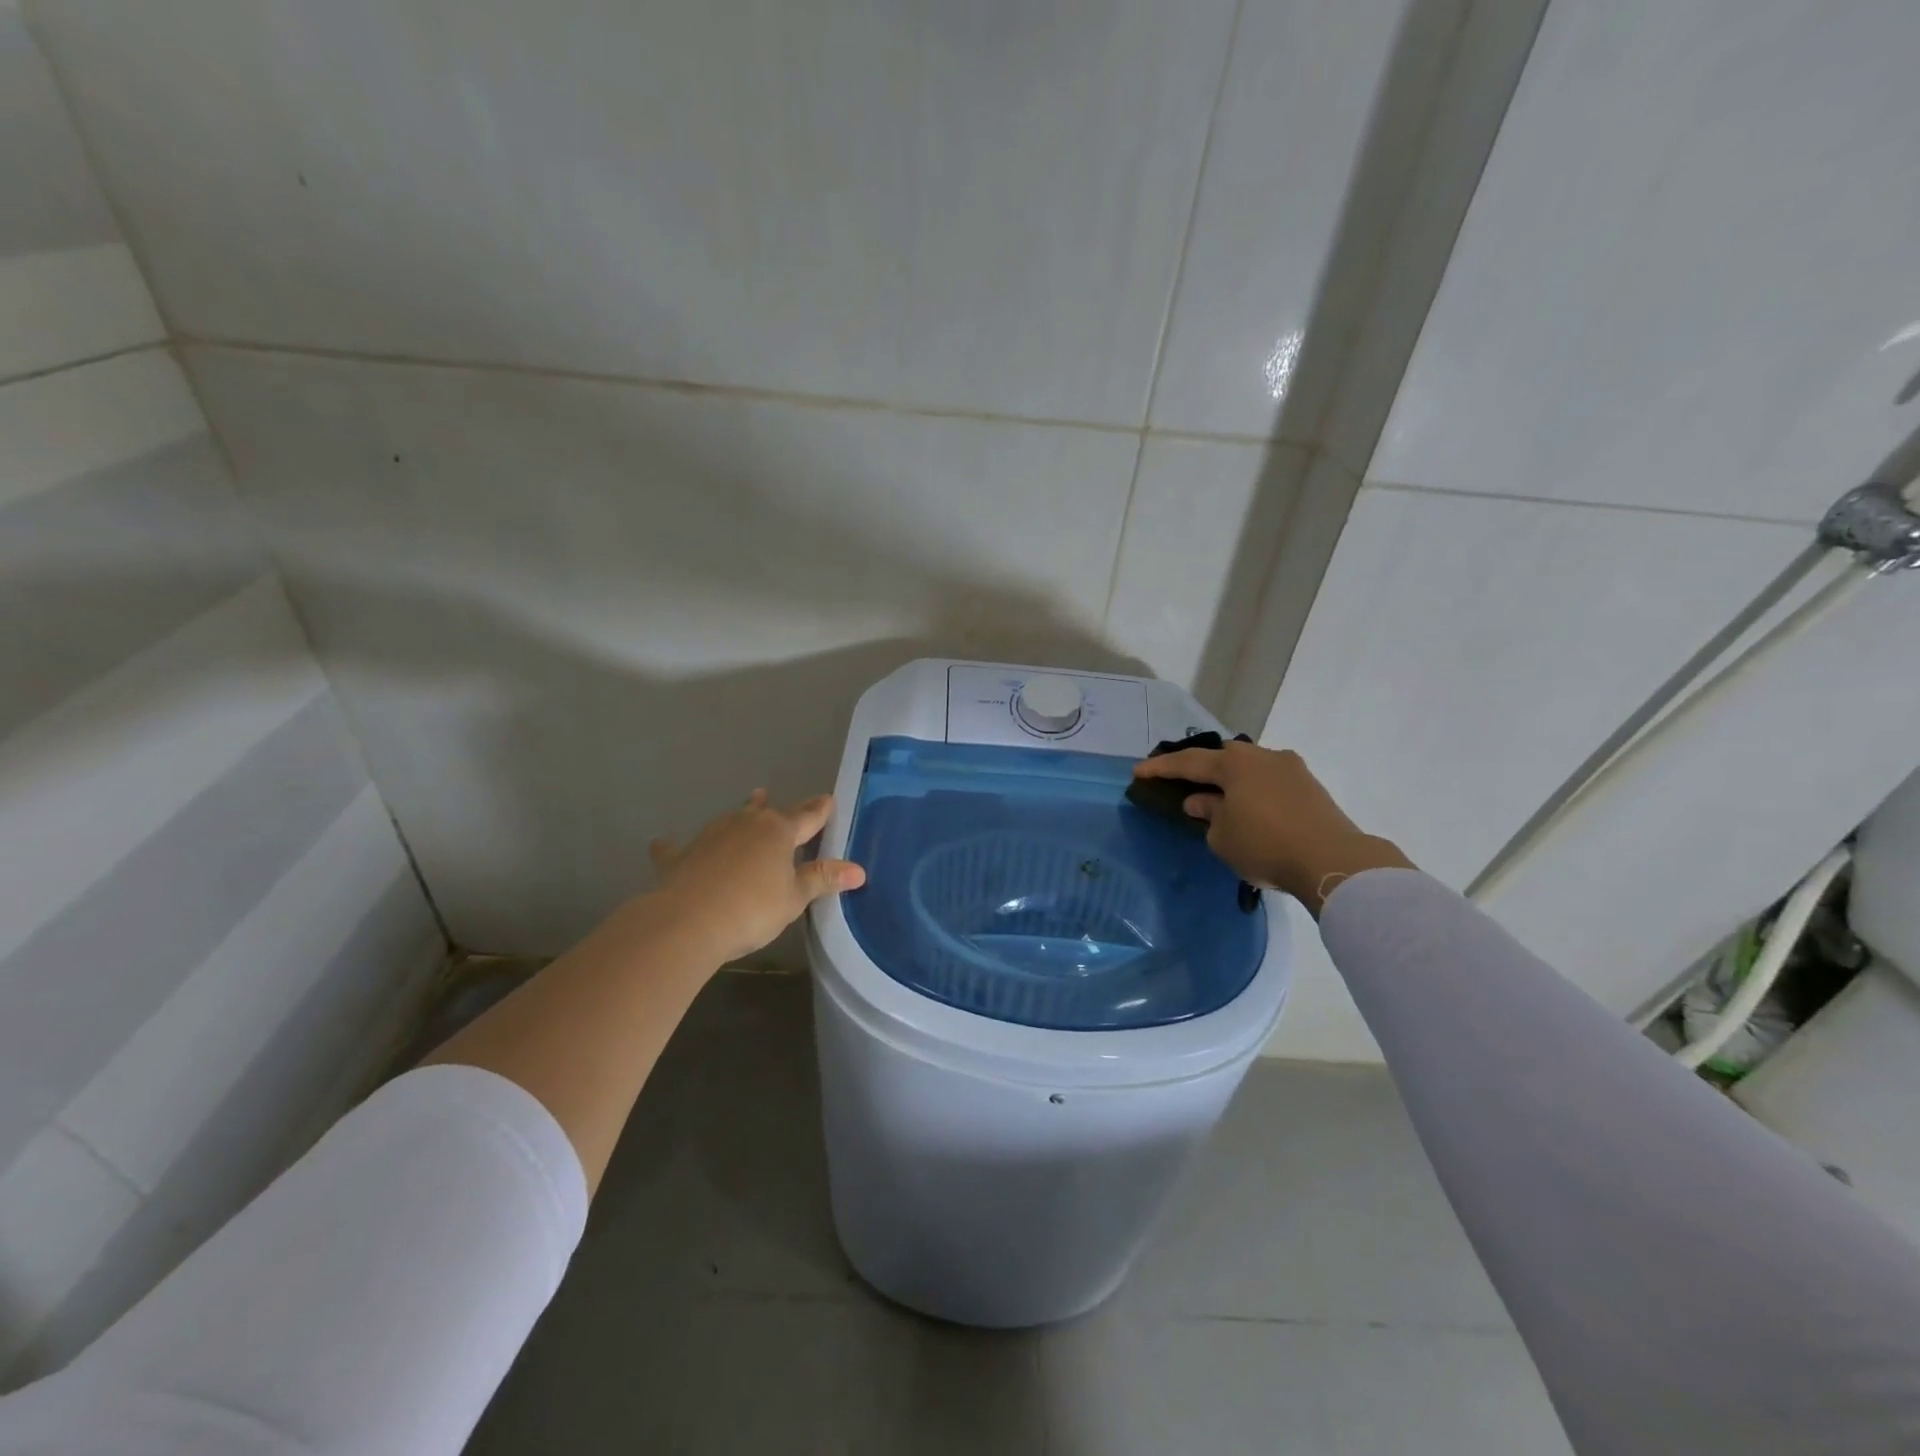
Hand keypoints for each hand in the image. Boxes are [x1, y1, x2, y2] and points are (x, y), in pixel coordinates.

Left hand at [647, 790, 865, 962]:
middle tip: (780, 798)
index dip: (820, 810)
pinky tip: (664, 842)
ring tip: (748, 804)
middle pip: (767, 813)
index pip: (807, 817)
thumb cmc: (752, 908)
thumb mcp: (794, 898)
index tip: (828, 800)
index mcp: (779, 832)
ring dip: (741, 815)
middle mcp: (746, 824)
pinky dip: (676, 845)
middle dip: (778, 808)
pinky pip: (678, 846)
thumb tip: (858, 869)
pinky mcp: (680, 856)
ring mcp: (710, 836)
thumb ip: (823, 879)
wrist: (688, 921)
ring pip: (731, 819)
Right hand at [1133, 743, 1411, 915]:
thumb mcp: (1222, 836)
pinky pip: (1269, 781)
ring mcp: (1291, 768)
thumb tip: (1201, 801)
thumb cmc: (1265, 845)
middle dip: (1201, 765)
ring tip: (1217, 795)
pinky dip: (1252, 790)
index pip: (1188, 762)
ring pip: (1250, 767)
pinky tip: (1248, 806)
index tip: (1138, 771)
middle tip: (1182, 779)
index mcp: (1235, 763)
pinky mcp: (1310, 787)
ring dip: (1231, 779)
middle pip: (1223, 755)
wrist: (1333, 861)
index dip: (1160, 768)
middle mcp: (1262, 756)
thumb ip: (1207, 814)